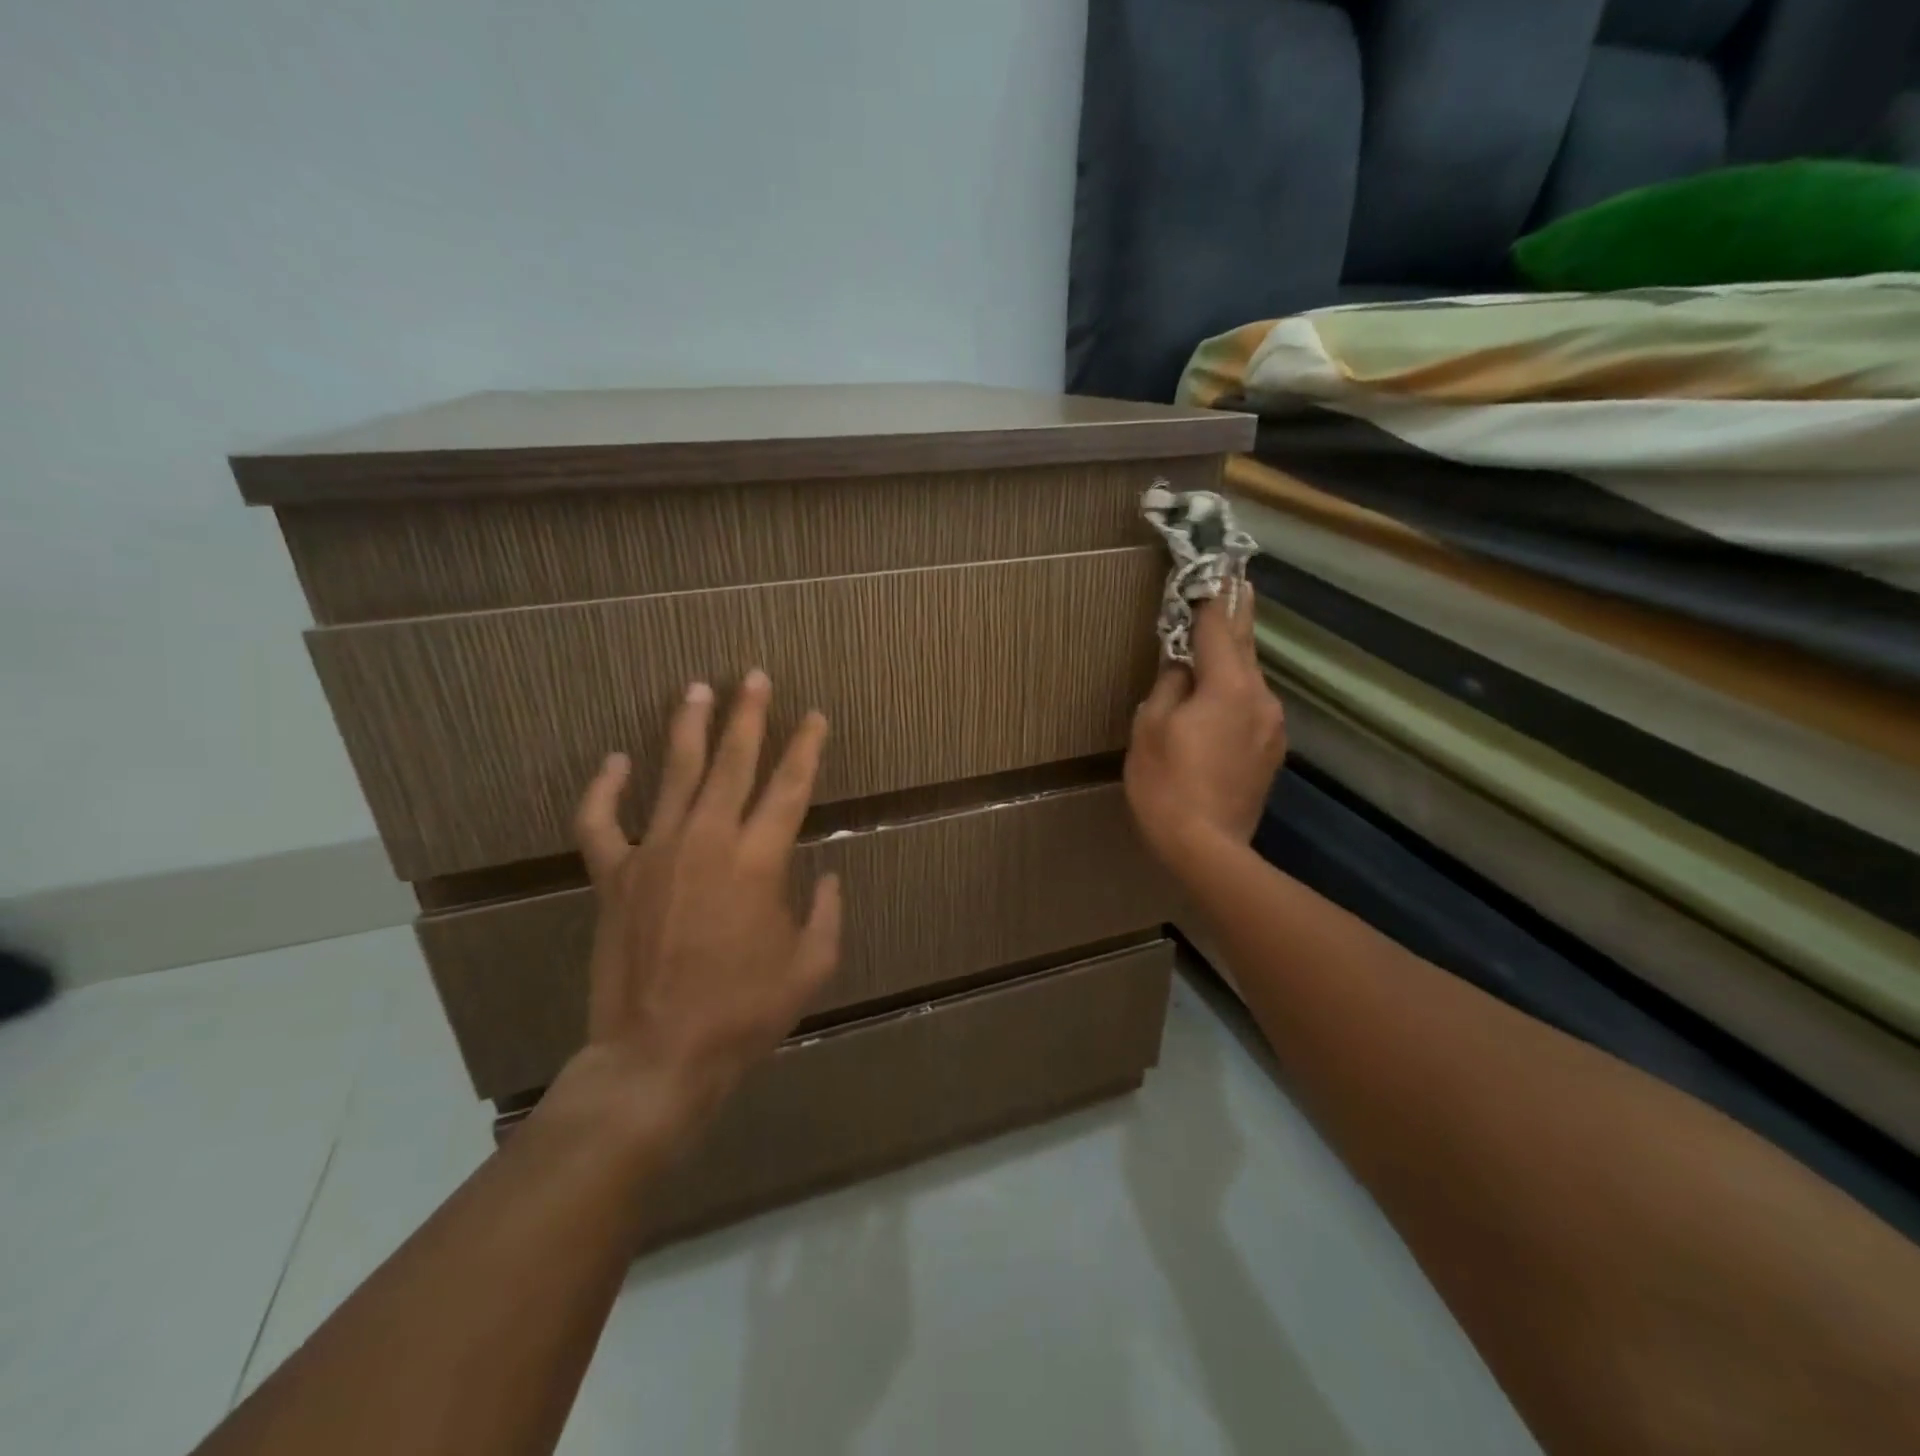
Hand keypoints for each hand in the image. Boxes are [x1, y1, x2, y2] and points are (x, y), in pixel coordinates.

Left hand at [537, 670, 842, 1156]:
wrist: (658, 1055)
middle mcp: (707, 842)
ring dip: (689, 729)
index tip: (815, 717)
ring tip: (697, 689)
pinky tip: (615, 761)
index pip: (789, 788)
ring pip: (675, 775)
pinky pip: (601, 823)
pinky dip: (604, 790)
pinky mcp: (613, 877)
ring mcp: (654, 854)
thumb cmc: (744, 1013)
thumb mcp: (811, 966)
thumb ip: (828, 913)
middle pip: (732, 763)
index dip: (806, 748)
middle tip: (755, 677)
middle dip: (749, 716)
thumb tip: (831, 877)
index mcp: (758, 861)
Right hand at [1124, 590, 1286, 864]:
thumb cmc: (1168, 784)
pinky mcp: (1271, 752)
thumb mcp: (1150, 728)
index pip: (1220, 627)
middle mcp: (1260, 697)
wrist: (1207, 848)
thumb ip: (1168, 686)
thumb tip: (1183, 669)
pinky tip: (1217, 703)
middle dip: (1236, 614)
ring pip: (1249, 680)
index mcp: (1229, 686)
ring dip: (1233, 660)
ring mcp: (1271, 726)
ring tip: (1216, 646)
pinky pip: (1251, 708)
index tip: (1213, 569)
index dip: (1212, 597)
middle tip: (1235, 582)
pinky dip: (1234, 695)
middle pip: (1245, 646)